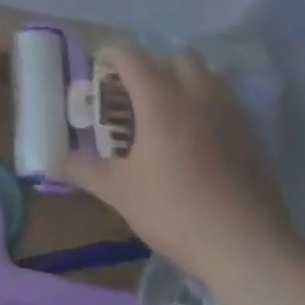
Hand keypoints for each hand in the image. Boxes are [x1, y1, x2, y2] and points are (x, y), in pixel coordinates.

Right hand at [61, 46, 292, 281]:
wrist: (249, 249)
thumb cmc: (176, 211)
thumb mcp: (120, 192)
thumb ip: (84, 170)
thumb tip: (51, 160)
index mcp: (160, 99)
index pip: (131, 56)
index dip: (110, 55)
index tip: (98, 68)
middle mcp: (196, 96)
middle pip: (175, 57)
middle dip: (153, 65)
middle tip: (134, 93)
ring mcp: (230, 115)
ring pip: (207, 76)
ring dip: (184, 82)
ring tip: (166, 112)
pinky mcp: (252, 138)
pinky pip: (225, 104)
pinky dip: (207, 107)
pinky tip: (196, 141)